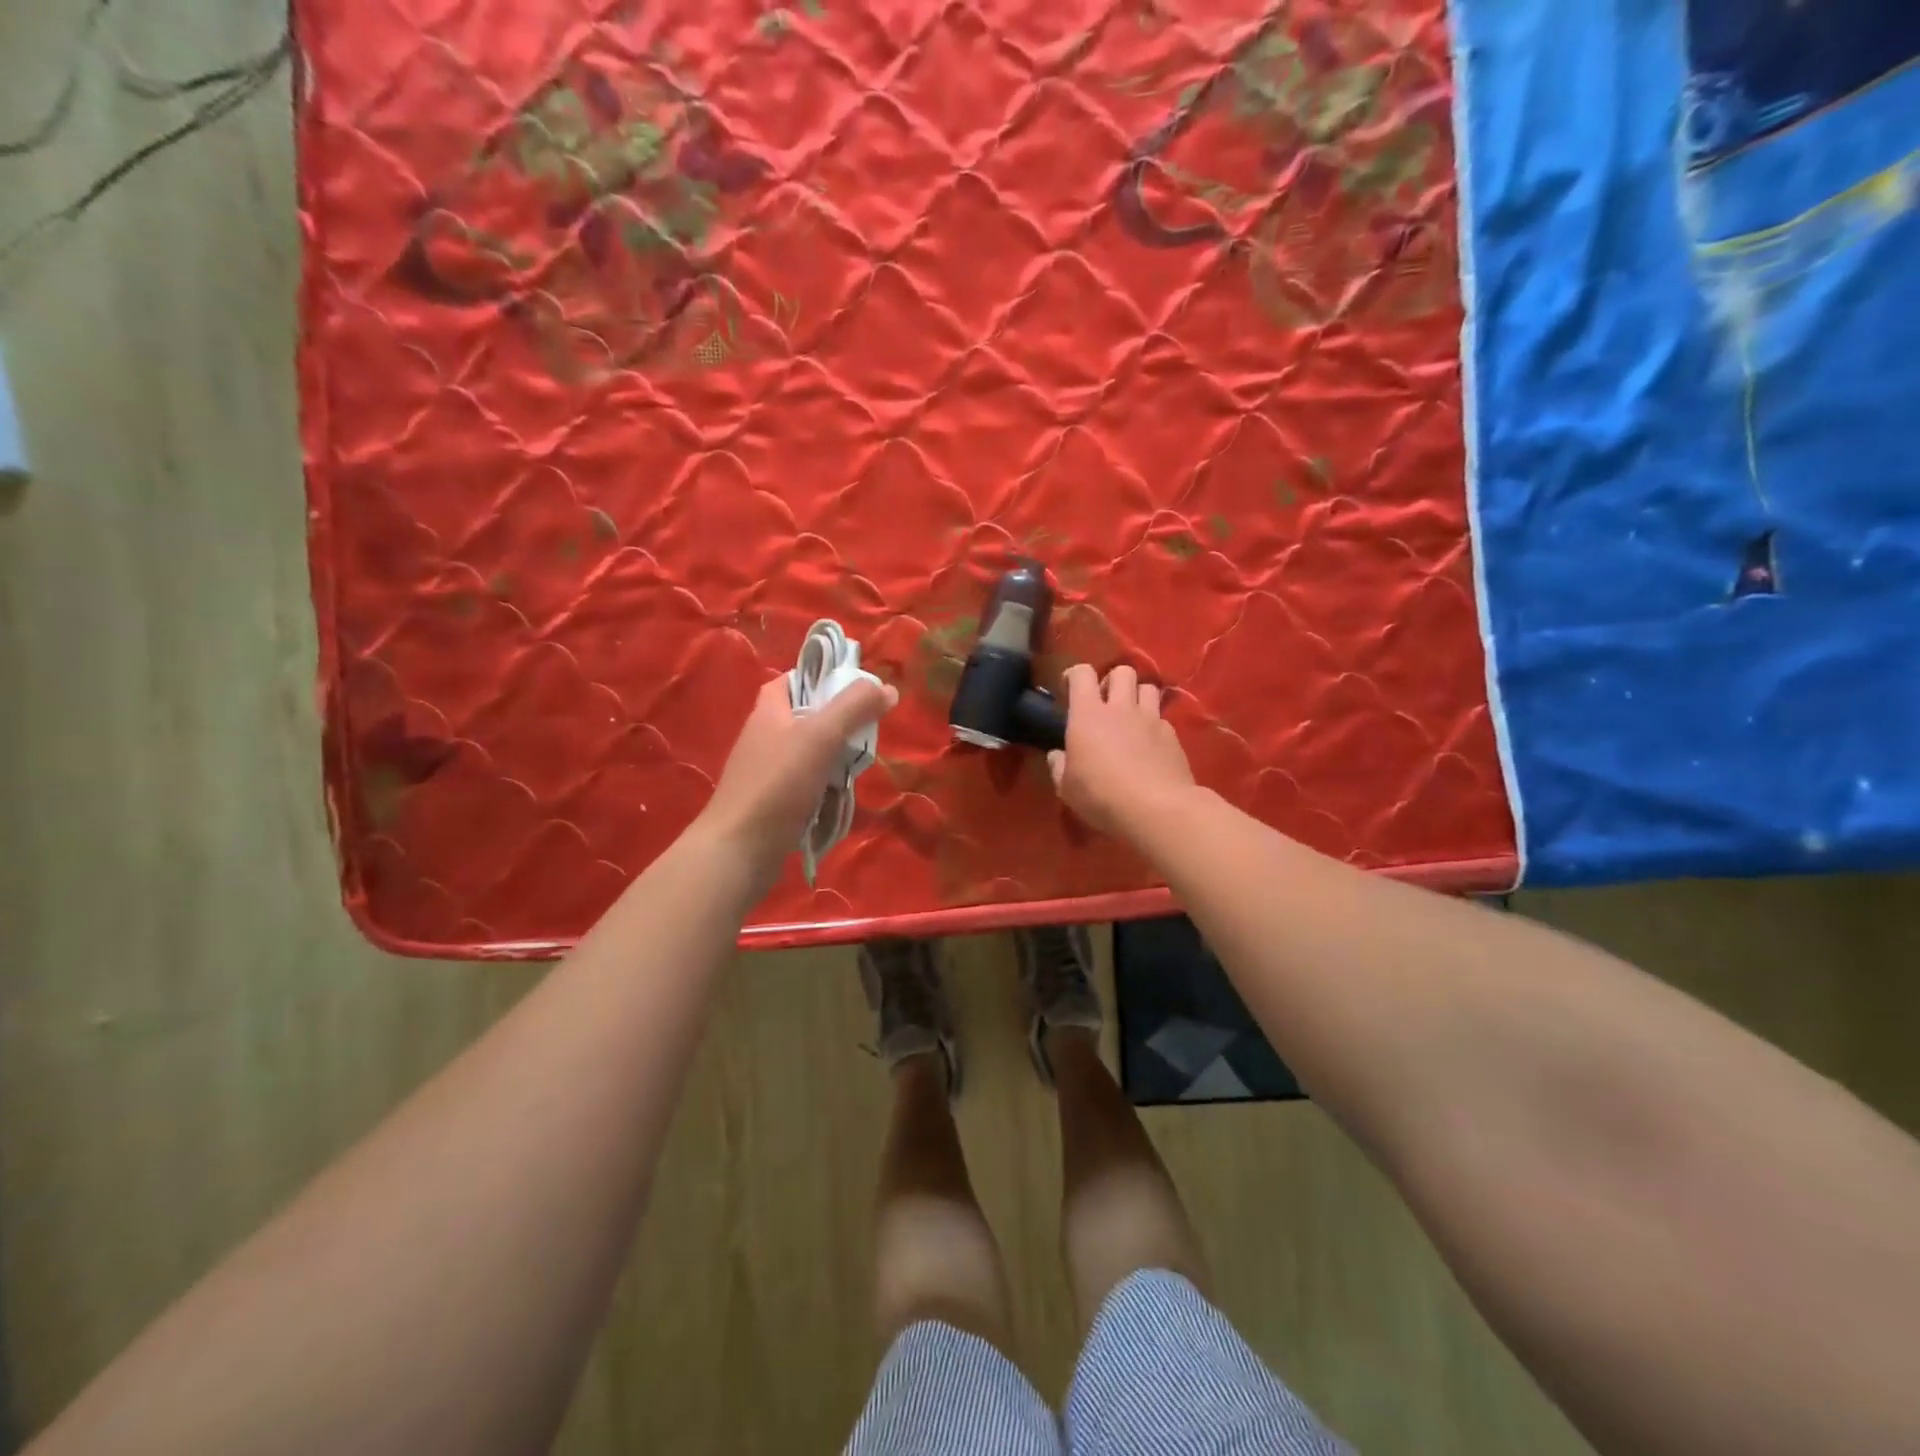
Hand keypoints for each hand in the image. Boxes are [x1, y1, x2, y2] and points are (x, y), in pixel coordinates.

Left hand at [700, 673, 897, 886]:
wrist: (739, 849)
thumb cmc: (778, 784)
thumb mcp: (820, 736)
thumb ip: (854, 707)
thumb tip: (888, 687)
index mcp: (769, 710)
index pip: (795, 679)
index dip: (823, 678)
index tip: (856, 689)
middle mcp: (765, 735)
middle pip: (808, 716)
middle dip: (839, 723)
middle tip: (866, 733)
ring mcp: (766, 770)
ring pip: (810, 752)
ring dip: (834, 759)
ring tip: (857, 767)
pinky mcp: (772, 800)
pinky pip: (806, 783)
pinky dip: (824, 787)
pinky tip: (838, 798)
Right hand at [1048, 663, 1195, 837]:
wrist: (1157, 809)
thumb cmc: (1102, 796)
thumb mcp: (1067, 788)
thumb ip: (1060, 767)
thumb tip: (1057, 756)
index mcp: (1088, 715)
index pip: (1082, 674)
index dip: (1074, 675)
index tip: (1069, 688)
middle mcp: (1121, 708)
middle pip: (1122, 672)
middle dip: (1112, 681)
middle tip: (1104, 703)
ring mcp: (1151, 719)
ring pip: (1148, 687)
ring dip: (1137, 696)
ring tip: (1130, 717)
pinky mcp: (1173, 736)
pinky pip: (1162, 718)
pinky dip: (1154, 725)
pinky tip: (1149, 745)